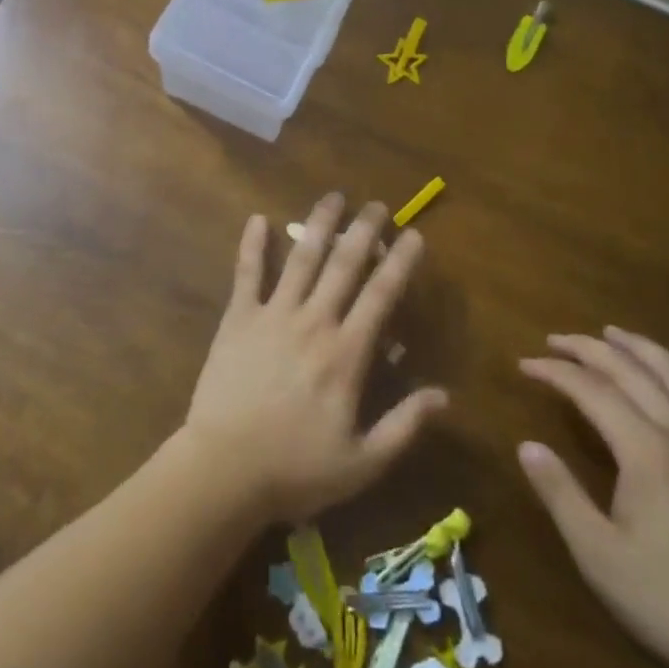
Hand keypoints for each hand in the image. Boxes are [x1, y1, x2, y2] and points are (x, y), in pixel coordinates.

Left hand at [182, 194, 448, 523]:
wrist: (225, 469)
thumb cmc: (296, 469)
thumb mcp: (363, 462)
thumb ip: (404, 426)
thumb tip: (443, 395)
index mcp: (346, 353)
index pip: (381, 296)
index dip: (400, 263)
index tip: (414, 235)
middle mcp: (313, 322)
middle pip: (343, 266)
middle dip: (364, 231)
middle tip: (377, 204)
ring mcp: (273, 315)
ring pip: (301, 259)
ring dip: (318, 225)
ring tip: (333, 197)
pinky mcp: (238, 319)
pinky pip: (246, 274)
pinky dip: (251, 245)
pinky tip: (256, 218)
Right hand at [518, 328, 668, 667]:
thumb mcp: (601, 556)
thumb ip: (560, 494)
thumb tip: (526, 445)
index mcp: (647, 451)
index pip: (592, 390)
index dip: (555, 372)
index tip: (523, 364)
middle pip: (631, 370)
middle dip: (588, 348)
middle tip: (553, 339)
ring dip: (637, 347)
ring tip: (610, 333)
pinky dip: (667, 370)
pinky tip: (657, 380)